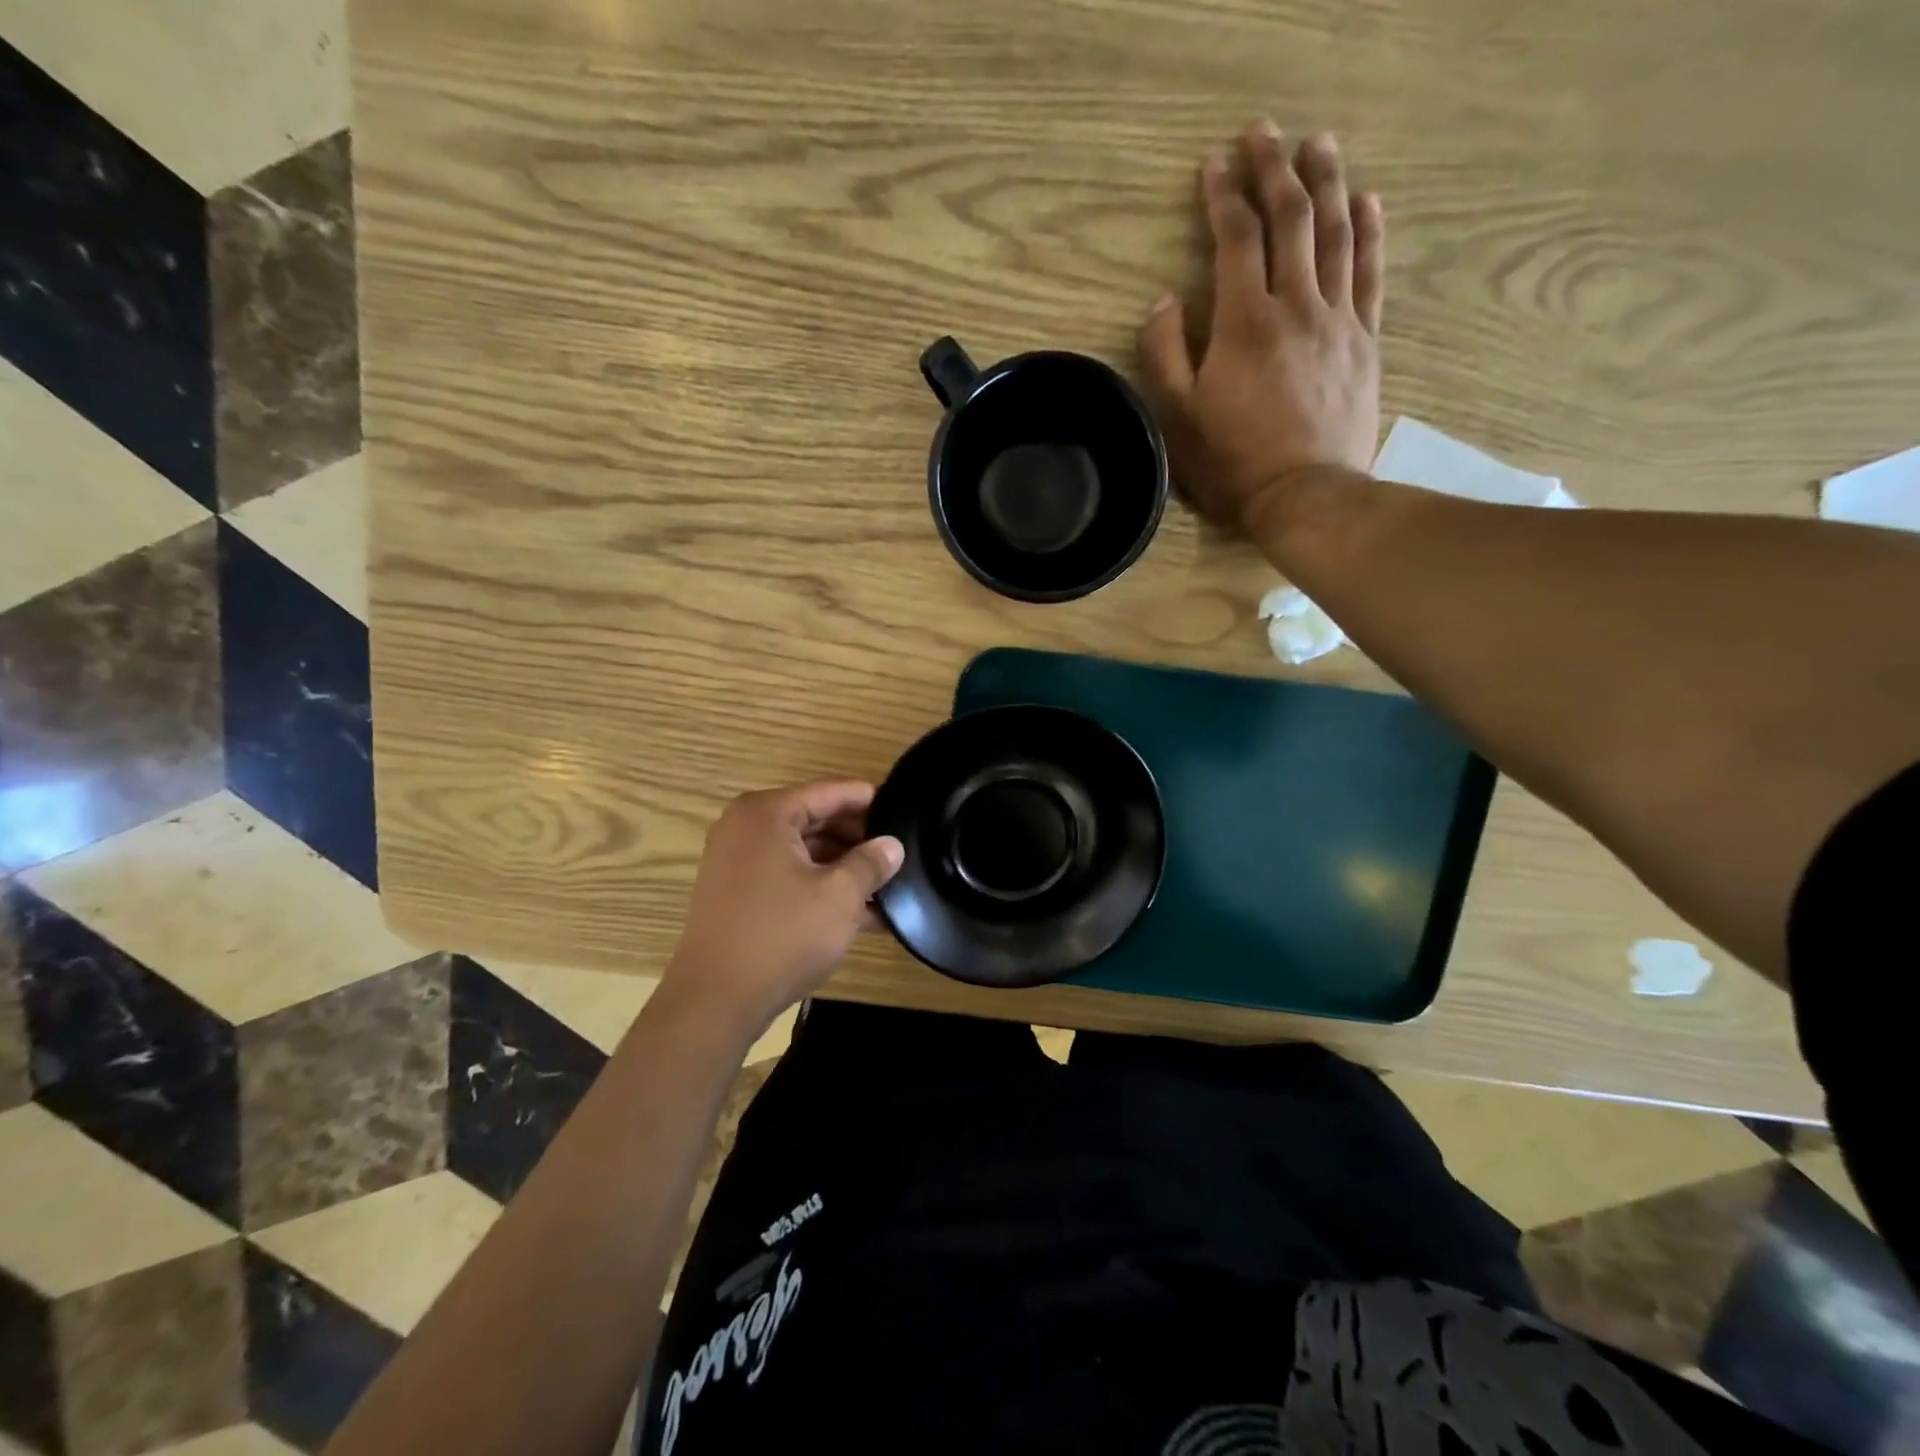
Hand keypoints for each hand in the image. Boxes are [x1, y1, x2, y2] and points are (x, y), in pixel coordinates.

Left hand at [664, 781, 904, 1032]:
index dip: (869, 799)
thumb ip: (871, 863)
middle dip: (859, 837)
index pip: (830, 791)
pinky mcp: (739, 895)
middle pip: (816, 819)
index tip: (903, 808)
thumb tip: (892, 845)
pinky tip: (865, 913)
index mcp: (767, 813)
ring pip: (805, 852)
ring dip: (844, 867)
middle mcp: (747, 828)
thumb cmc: (782, 936)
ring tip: (889, 883)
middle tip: (900, 851)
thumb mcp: (840, 896)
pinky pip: (789, 877)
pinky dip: (821, 888)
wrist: (716, 1001)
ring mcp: (738, 862)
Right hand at [1139, 121, 1384, 533]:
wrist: (1306, 497)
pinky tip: (1366, 201)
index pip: (1236, 239)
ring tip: (1317, 144)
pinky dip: (1369, 230)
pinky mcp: (1365, 341)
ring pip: (1337, 233)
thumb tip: (1165, 301)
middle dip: (1275, 168)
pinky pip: (1371, 272)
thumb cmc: (1232, 464)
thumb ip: (1165, 354)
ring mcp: (1338, 320)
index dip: (1224, 197)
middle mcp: (1296, 306)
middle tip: (1264, 131)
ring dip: (1327, 181)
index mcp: (1245, 323)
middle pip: (1291, 219)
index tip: (1213, 165)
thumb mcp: (1177, 417)